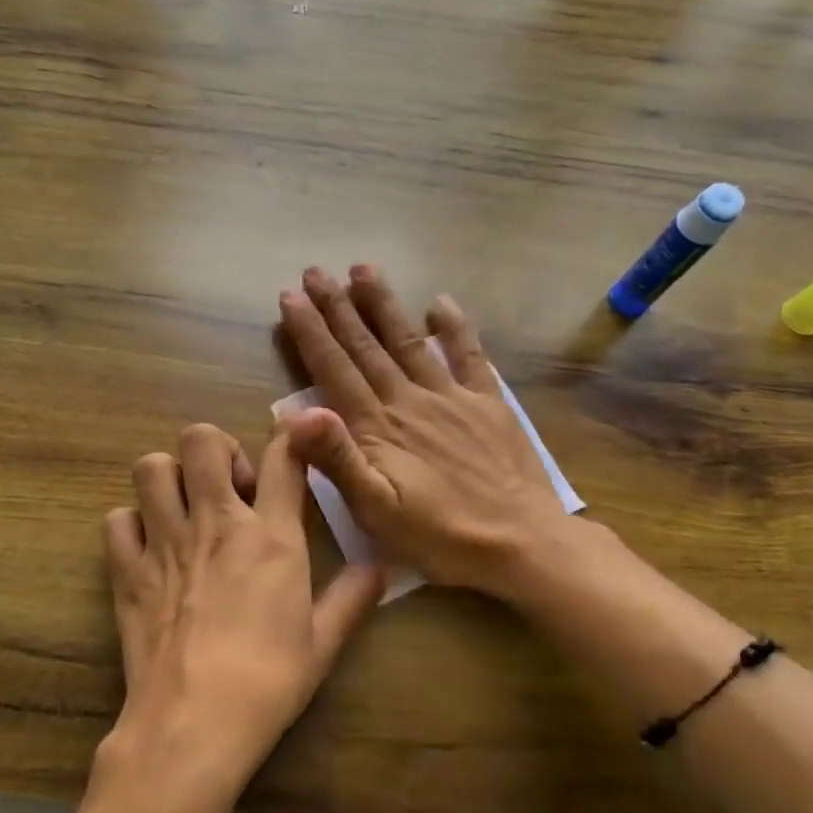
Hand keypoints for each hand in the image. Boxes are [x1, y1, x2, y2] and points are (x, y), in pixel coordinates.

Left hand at [95, 422, 383, 812]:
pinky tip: (149, 548)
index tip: (297, 435)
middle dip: (216, 449)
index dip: (293, 434)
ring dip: (169, 478)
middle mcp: (215, 523)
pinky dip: (131, 525)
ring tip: (185, 508)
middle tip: (228, 488)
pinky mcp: (127, 570)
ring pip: (151, 467)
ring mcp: (165, 542)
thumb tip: (381, 566)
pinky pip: (117, 520)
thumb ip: (352, 597)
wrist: (194, 723)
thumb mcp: (323, 642)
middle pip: (202, 438)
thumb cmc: (268, 682)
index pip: (283, 457)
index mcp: (270, 536)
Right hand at [277, 265, 570, 593]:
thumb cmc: (440, 535)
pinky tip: (440, 302)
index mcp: (378, 427)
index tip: (291, 296)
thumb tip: (295, 413)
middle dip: (337, 307)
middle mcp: (410, 400)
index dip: (310, 332)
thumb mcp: (375, 510)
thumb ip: (336, 459)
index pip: (335, 369)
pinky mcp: (488, 404)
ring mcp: (452, 397)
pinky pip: (470, 356)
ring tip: (363, 269)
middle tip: (315, 271)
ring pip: (409, 341)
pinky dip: (455, 327)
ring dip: (384, 305)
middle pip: (366, 346)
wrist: (522, 543)